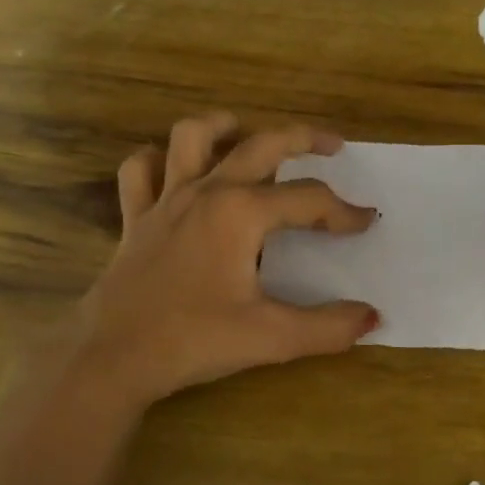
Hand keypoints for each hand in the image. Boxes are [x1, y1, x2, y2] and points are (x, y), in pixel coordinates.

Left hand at [60, 111, 379, 408]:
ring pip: (190, 136)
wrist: (112, 358)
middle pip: (261, 145)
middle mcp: (206, 192)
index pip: (308, 200)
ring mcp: (166, 200)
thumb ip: (327, 327)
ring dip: (221, 126)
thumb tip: (372, 317)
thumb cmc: (193, 340)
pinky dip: (157, 161)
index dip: (343, 211)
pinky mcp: (136, 218)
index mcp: (242, 212)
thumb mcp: (270, 338)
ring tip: (244, 132)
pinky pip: (140, 171)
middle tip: (331, 145)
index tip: (367, 222)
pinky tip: (173, 170)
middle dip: (302, 138)